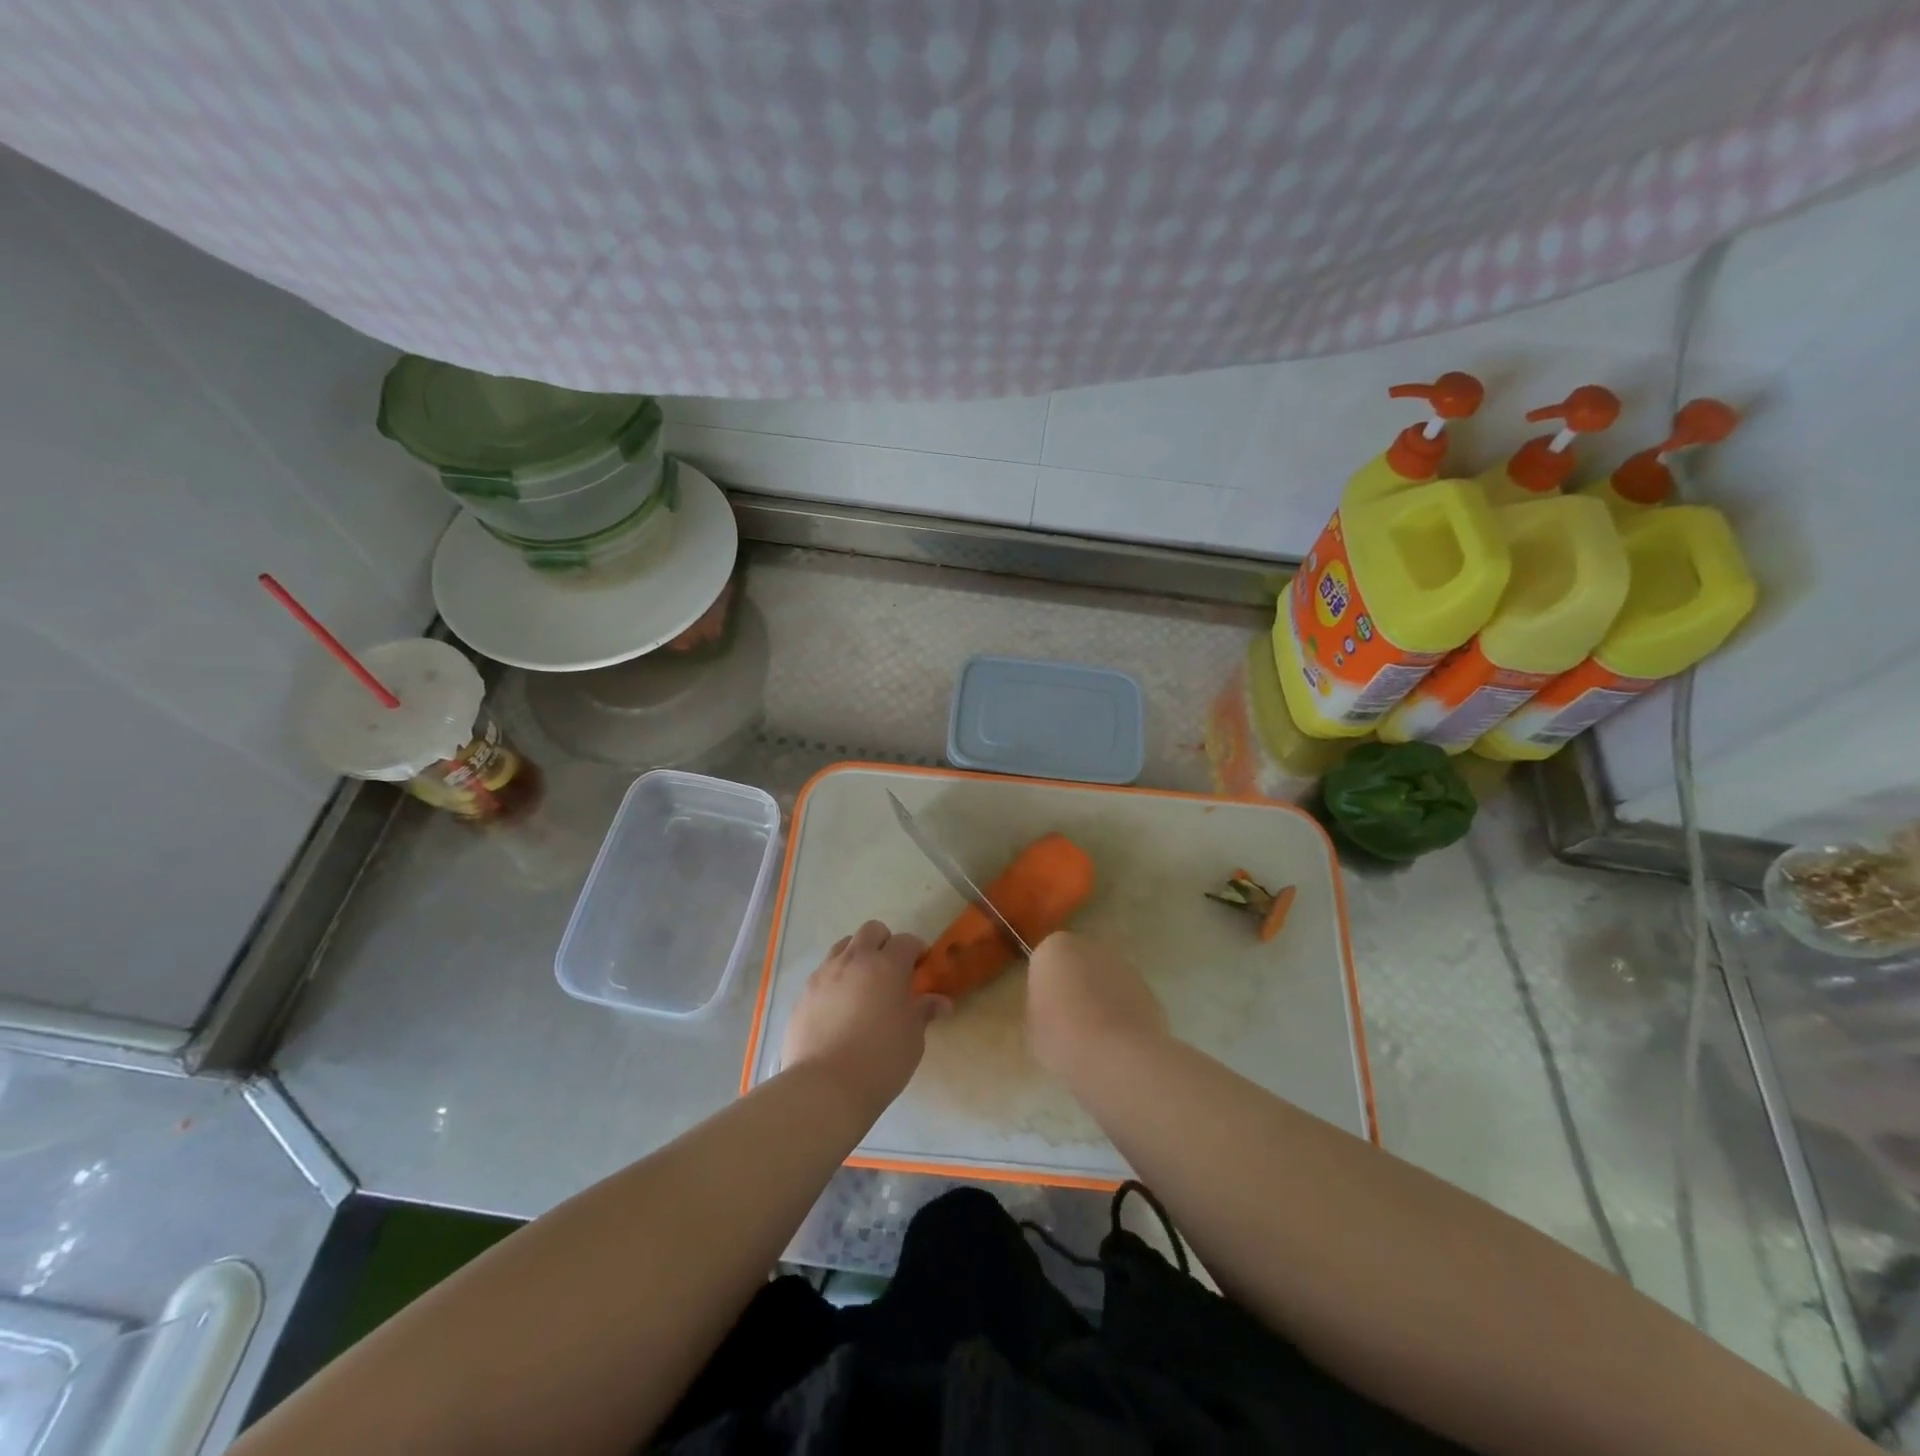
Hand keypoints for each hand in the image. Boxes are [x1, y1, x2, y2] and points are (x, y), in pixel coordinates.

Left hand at [781, 921, 948, 1112]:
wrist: (824, 1087)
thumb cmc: (880, 1061)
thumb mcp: (912, 1038)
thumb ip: (923, 1012)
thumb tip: (941, 1002)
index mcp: (887, 966)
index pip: (906, 941)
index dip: (917, 951)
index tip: (922, 968)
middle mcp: (854, 960)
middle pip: (872, 930)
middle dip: (885, 943)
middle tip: (892, 971)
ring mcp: (824, 974)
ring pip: (844, 946)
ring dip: (857, 956)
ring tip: (863, 986)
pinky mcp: (804, 994)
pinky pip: (823, 972)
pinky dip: (835, 979)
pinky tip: (839, 1008)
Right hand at [1026, 931, 1166, 1082]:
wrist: (1118, 1057)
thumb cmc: (1062, 1037)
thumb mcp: (1032, 1025)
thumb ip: (1040, 1006)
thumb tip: (1051, 1008)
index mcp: (1054, 948)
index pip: (1044, 961)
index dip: (1044, 987)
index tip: (1044, 1011)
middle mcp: (1090, 947)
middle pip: (1077, 965)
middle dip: (1074, 987)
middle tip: (1066, 1023)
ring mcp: (1124, 967)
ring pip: (1104, 981)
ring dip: (1100, 1000)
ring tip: (1094, 1039)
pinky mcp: (1149, 991)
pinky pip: (1126, 1000)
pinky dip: (1122, 1015)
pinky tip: (1116, 1045)